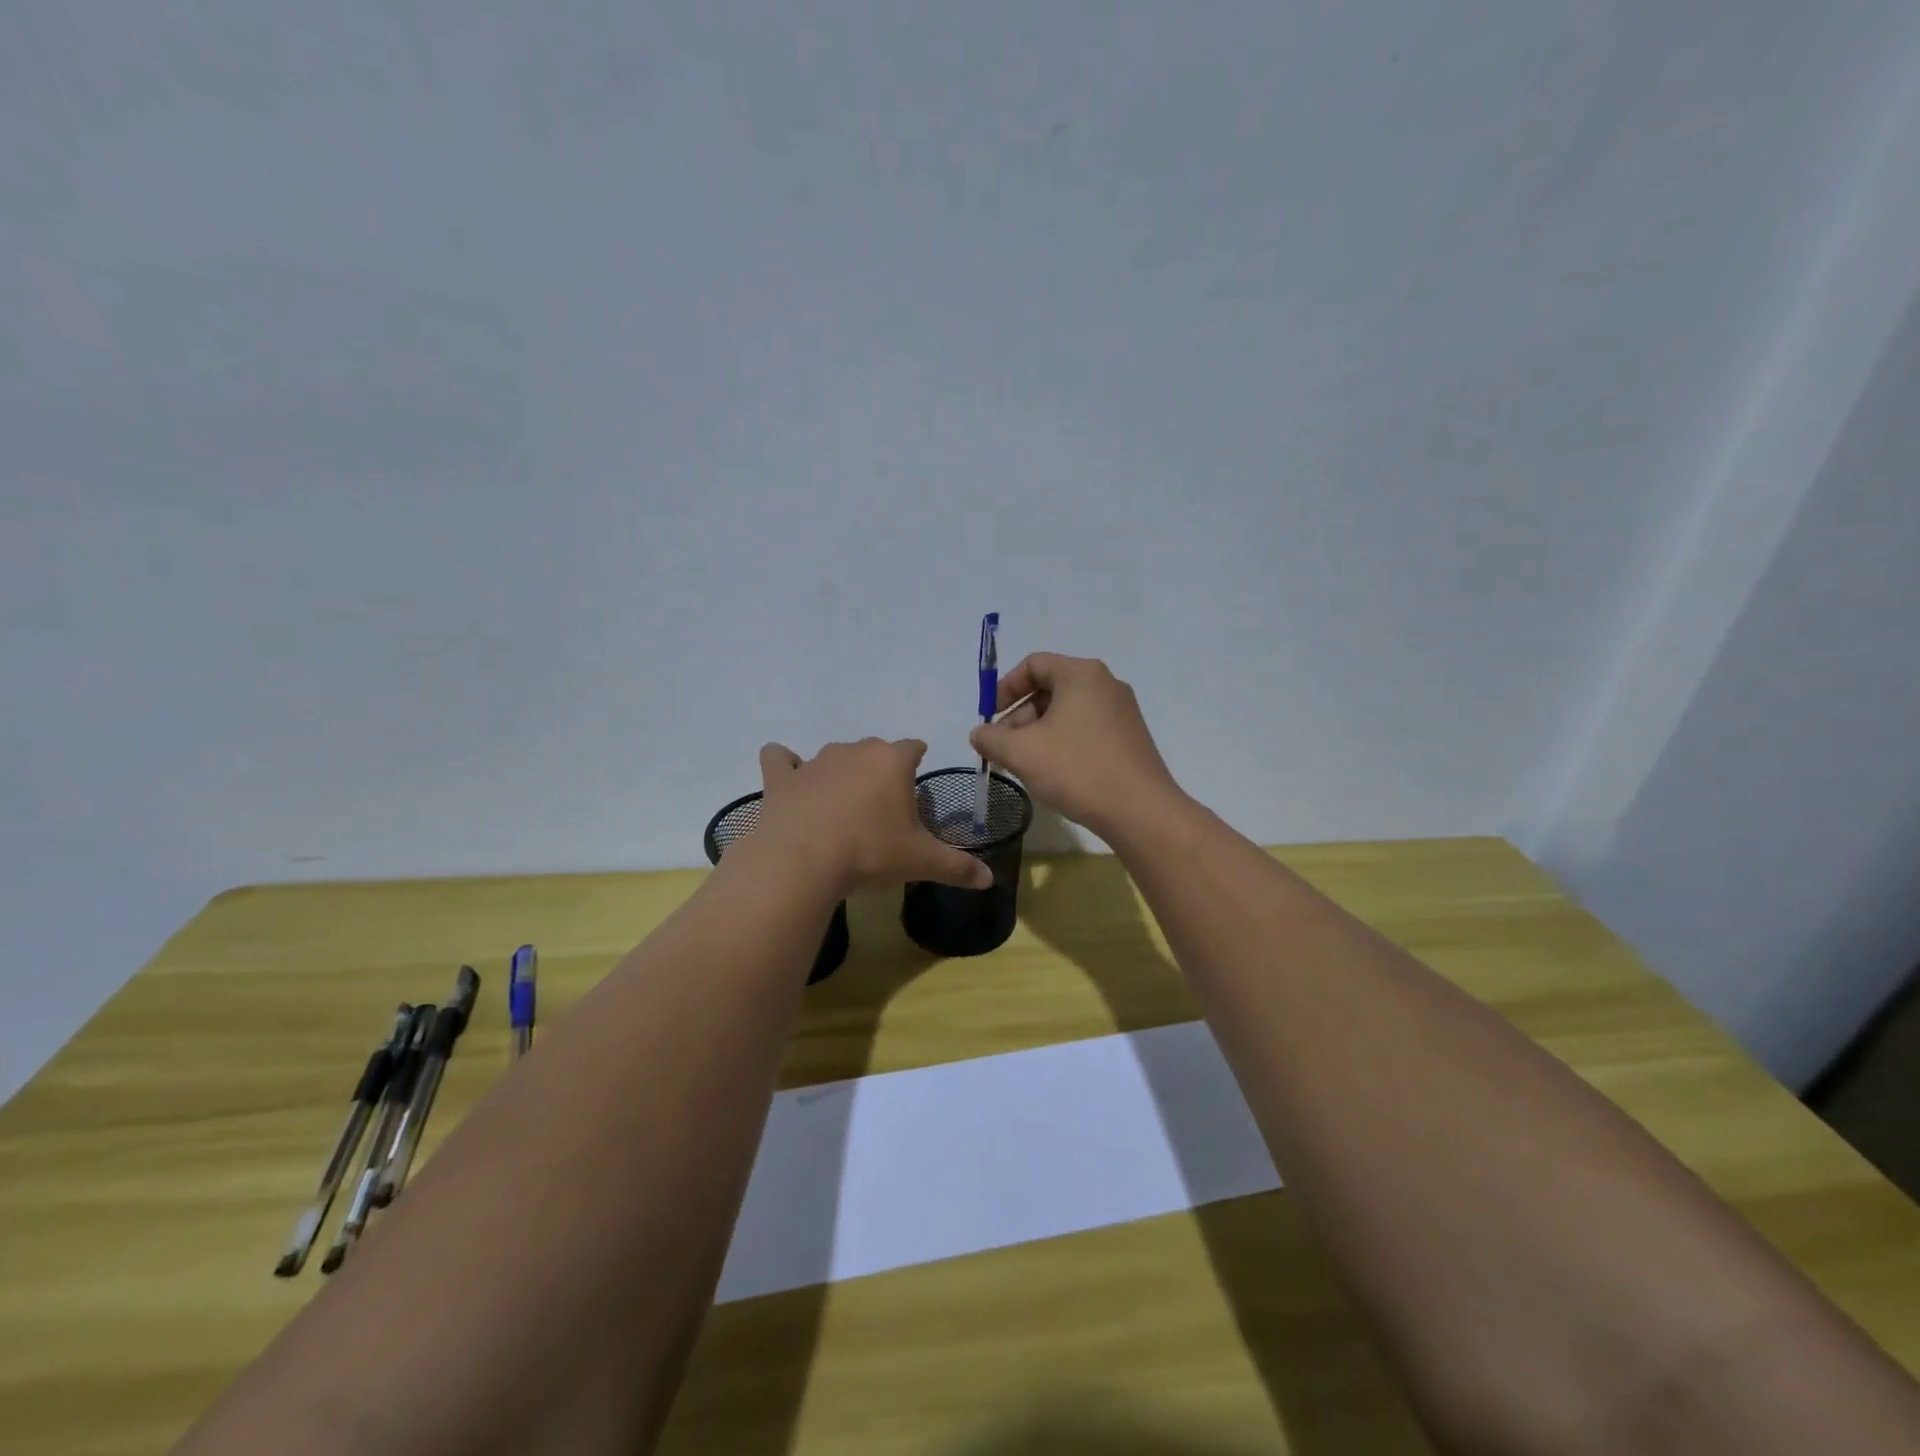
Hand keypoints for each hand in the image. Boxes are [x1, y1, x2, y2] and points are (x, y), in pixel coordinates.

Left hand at [753, 738, 993, 895]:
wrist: (803, 862)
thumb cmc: (870, 853)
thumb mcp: (921, 862)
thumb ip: (958, 867)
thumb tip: (990, 880)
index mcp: (893, 761)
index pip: (913, 747)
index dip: (917, 763)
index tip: (916, 786)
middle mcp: (855, 751)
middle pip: (874, 751)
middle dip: (880, 772)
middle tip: (882, 809)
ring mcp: (815, 761)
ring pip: (833, 756)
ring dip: (840, 773)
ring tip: (841, 806)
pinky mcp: (782, 776)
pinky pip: (780, 758)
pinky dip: (785, 766)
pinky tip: (790, 782)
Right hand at [969, 653, 1182, 838]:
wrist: (1140, 811)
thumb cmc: (1078, 770)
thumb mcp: (1022, 753)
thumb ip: (991, 738)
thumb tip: (979, 734)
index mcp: (1081, 674)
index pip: (1033, 664)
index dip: (1004, 688)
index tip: (990, 719)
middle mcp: (1105, 684)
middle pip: (1050, 688)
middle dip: (1019, 717)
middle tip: (1004, 749)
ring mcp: (1122, 711)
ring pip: (1067, 712)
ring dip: (1038, 733)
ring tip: (1025, 765)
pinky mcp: (1129, 737)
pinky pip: (1086, 729)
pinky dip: (1062, 743)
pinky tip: (1054, 773)